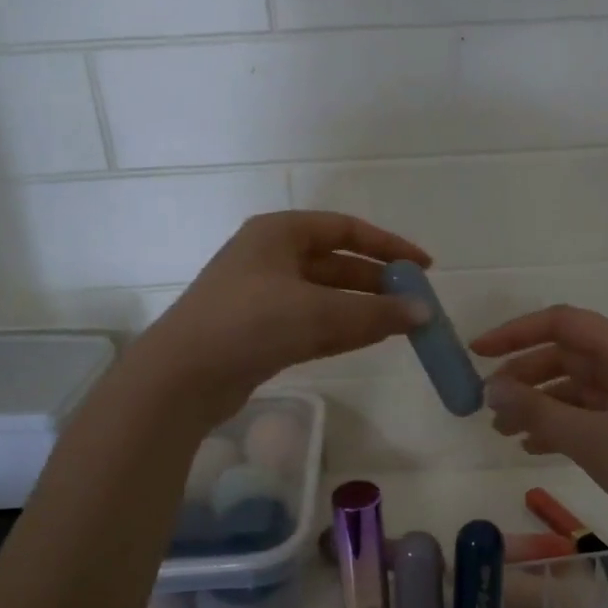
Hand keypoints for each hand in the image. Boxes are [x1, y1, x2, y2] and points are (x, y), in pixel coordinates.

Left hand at [129, 212, 429, 422]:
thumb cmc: (250, 323)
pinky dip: (343, 330)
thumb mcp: (319, 313)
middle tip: (416, 303)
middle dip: (378, 283)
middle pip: (337, 265)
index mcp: (279, 234)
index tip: (423, 267)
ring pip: (327, 298)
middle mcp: (271, 258)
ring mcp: (264, 297)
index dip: (388, 246)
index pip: (345, 230)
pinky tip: (373, 339)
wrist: (183, 377)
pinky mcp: (261, 333)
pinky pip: (313, 324)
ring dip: (364, 309)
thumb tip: (424, 313)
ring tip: (404, 324)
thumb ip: (376, 313)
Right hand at [472, 306, 607, 559]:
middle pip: (566, 355)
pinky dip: (561, 425)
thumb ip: (536, 410)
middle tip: (487, 404)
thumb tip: (491, 388)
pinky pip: (591, 414)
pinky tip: (534, 448)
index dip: (514, 333)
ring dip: (539, 405)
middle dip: (524, 377)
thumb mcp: (590, 439)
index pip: (561, 322)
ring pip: (576, 387)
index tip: (477, 353)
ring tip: (503, 432)